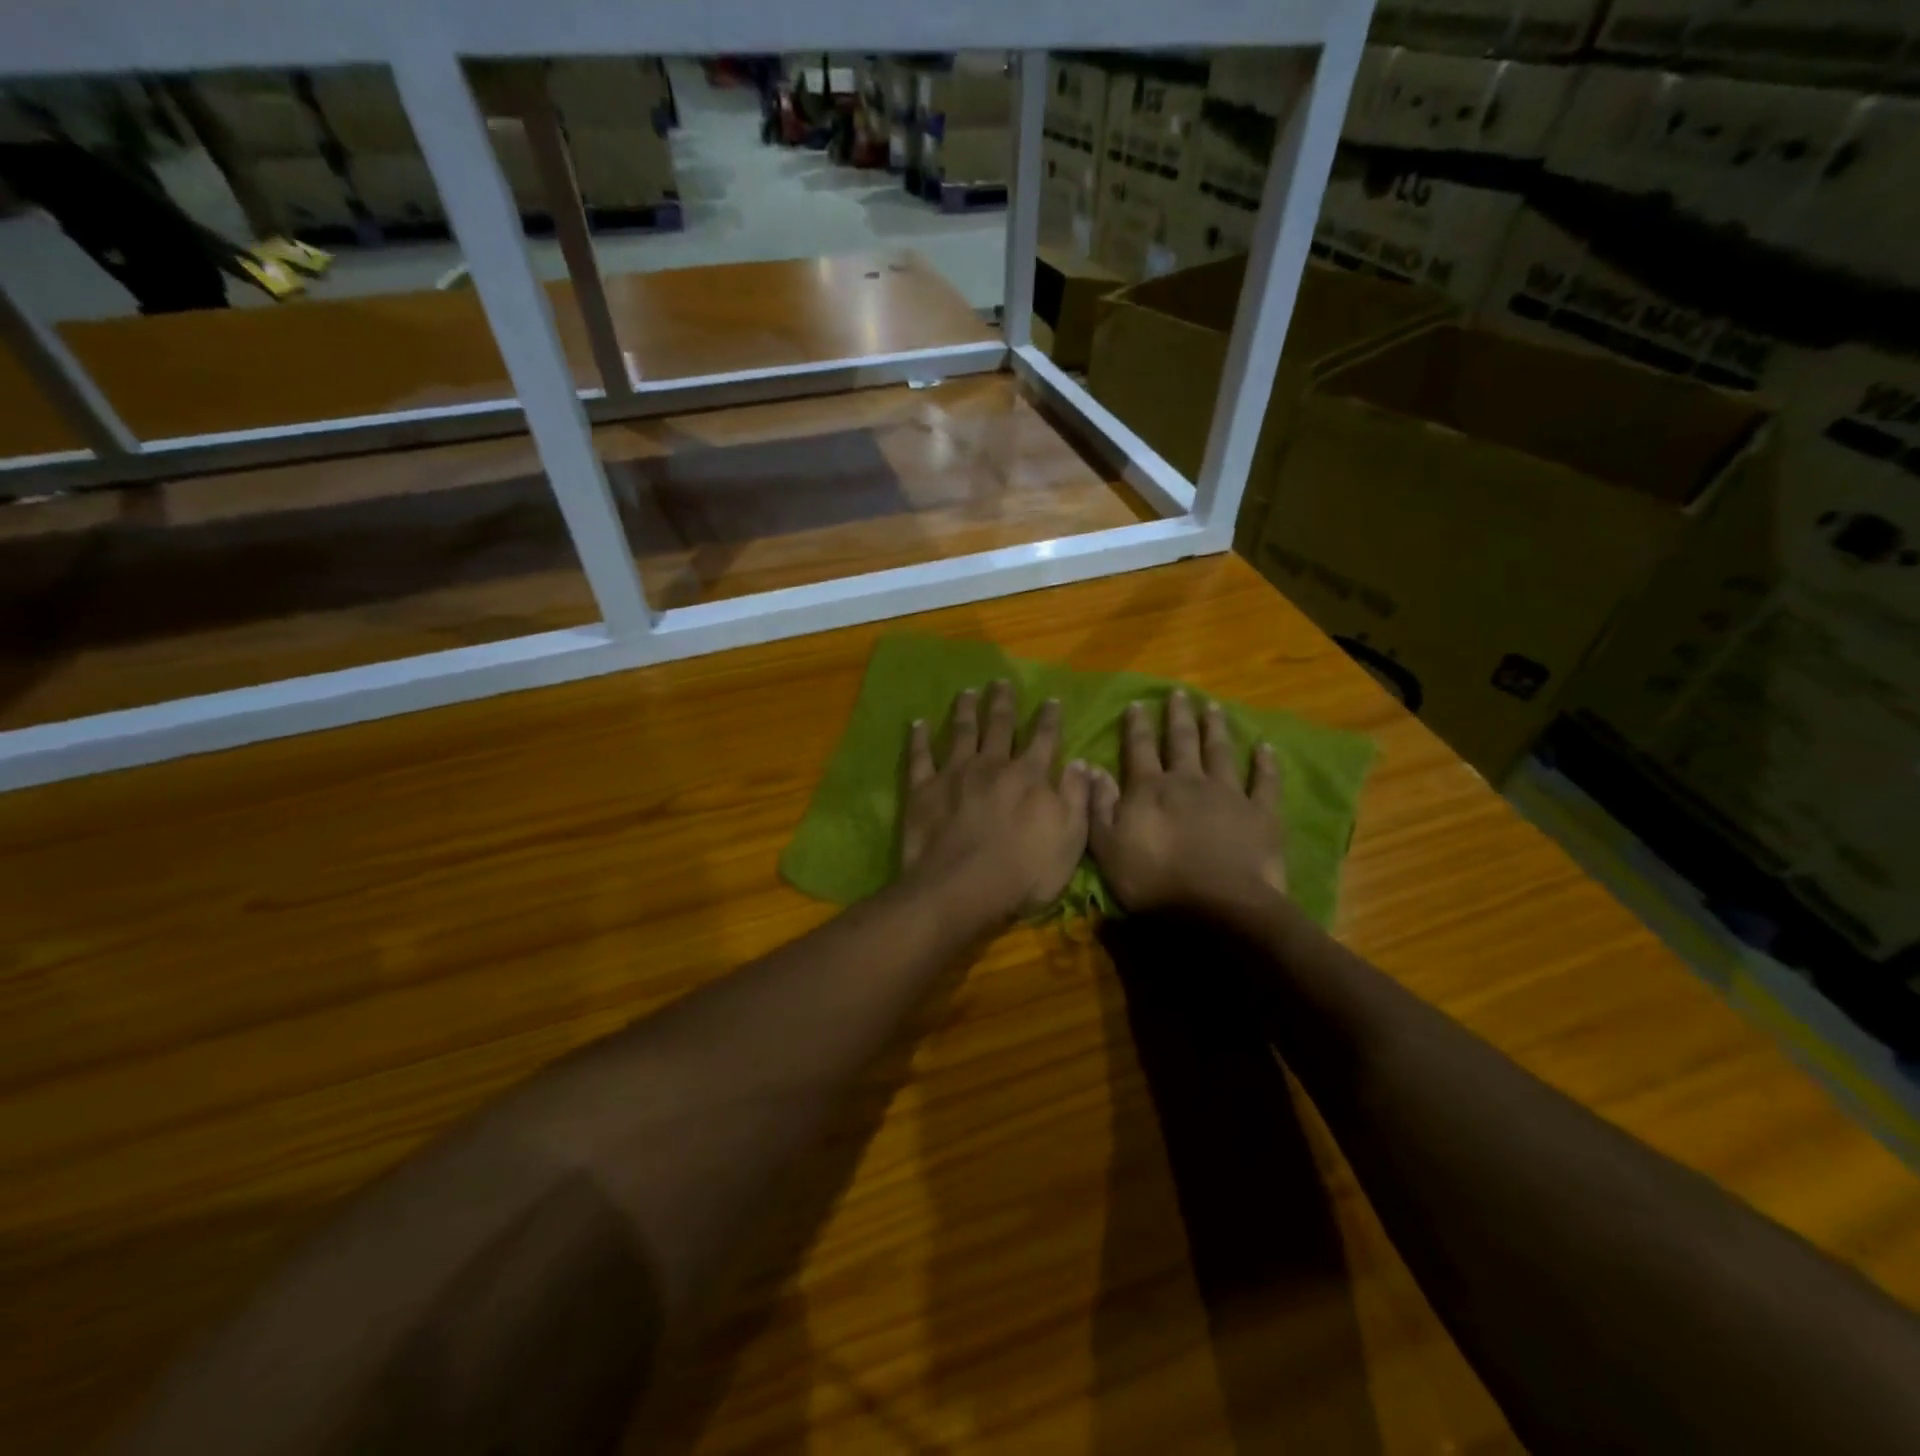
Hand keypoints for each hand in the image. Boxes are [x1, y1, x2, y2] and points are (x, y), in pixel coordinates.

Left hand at [900, 681, 1090, 923]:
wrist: (961, 890)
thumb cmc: (1023, 874)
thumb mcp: (1070, 841)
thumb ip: (1076, 798)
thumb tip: (1082, 763)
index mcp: (1029, 777)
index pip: (1044, 739)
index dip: (1049, 719)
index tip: (1051, 699)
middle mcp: (992, 765)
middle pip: (999, 726)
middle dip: (1003, 702)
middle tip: (1001, 681)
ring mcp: (954, 774)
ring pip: (961, 732)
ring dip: (965, 710)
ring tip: (967, 692)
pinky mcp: (923, 790)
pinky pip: (920, 756)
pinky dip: (918, 738)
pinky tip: (917, 722)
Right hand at [1088, 691, 1286, 916]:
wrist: (1216, 907)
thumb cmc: (1154, 882)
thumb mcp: (1107, 848)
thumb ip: (1099, 806)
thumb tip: (1092, 769)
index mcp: (1150, 789)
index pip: (1139, 749)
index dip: (1137, 726)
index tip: (1137, 704)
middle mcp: (1188, 781)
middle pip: (1182, 741)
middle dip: (1178, 716)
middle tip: (1179, 693)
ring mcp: (1228, 794)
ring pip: (1220, 752)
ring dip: (1216, 728)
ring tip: (1213, 707)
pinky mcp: (1261, 813)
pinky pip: (1264, 781)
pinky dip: (1265, 763)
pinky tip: (1266, 746)